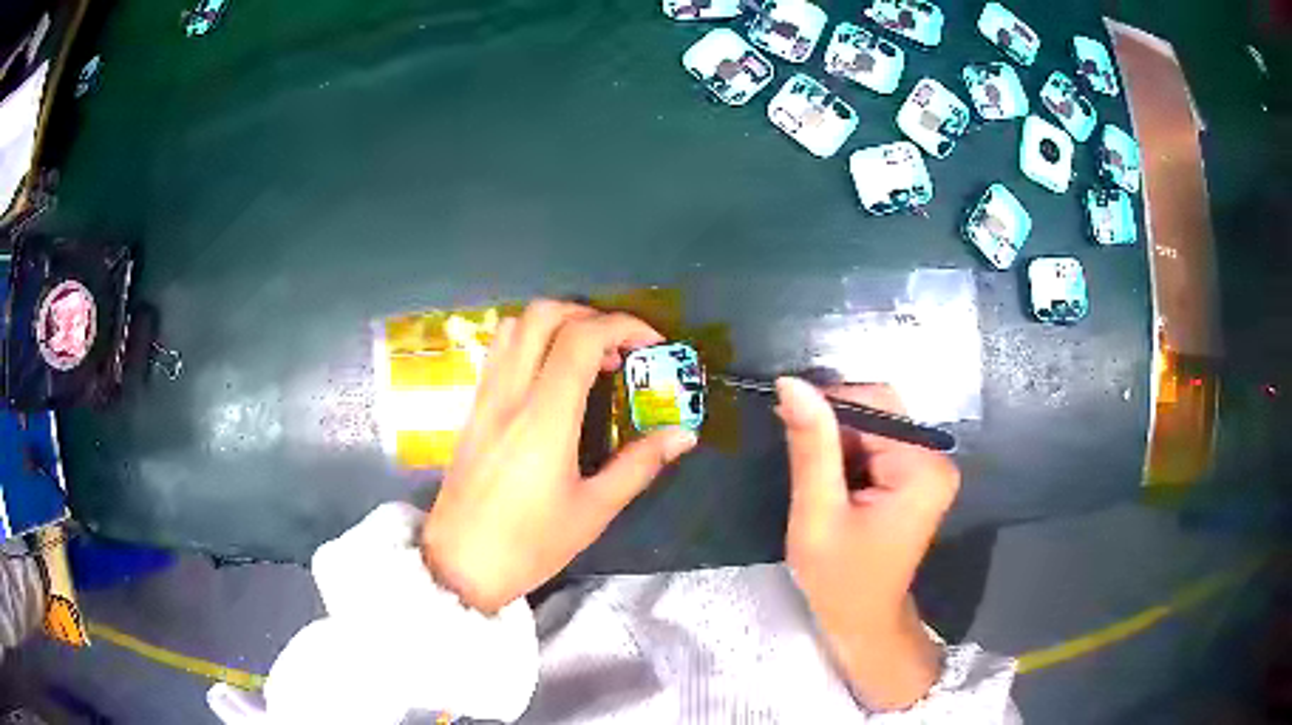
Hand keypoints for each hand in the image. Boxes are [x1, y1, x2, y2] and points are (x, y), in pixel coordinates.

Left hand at [422, 301, 698, 612]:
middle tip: (619, 348)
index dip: (623, 326)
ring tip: (587, 360)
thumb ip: (640, 465)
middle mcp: (510, 395)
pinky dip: (531, 344)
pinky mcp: (471, 411)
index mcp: (544, 418)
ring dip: (556, 325)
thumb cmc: (529, 545)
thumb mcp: (593, 511)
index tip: (653, 345)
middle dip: (589, 315)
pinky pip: (499, 353)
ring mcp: (484, 399)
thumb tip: (683, 434)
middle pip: (543, 315)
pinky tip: (550, 381)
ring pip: (514, 327)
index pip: (581, 339)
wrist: (458, 566)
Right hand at [776, 377, 959, 710]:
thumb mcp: (817, 515)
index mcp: (921, 468)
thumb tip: (793, 383)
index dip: (829, 406)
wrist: (863, 621)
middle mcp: (935, 458)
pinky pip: (878, 444)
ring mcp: (929, 467)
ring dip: (839, 443)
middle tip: (801, 465)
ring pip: (875, 425)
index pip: (875, 403)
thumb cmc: (839, 579)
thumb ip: (811, 447)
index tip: (786, 425)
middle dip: (834, 429)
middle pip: (879, 410)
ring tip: (816, 482)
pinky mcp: (917, 476)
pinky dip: (849, 454)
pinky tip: (832, 484)